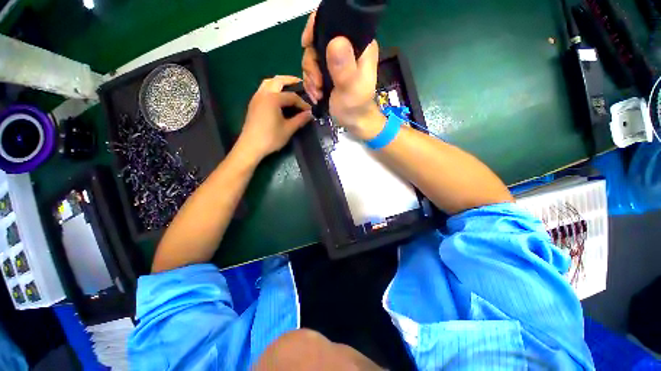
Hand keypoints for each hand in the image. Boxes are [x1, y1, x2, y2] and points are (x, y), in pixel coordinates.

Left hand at [238, 76, 311, 159]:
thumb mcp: (288, 129)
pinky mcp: (253, 103)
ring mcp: (257, 97)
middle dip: (290, 80)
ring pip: (268, 82)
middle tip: (301, 83)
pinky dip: (272, 87)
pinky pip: (264, 89)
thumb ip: (300, 119)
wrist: (250, 146)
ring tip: (289, 87)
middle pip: (278, 81)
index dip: (302, 103)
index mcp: (273, 99)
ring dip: (280, 82)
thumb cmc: (271, 138)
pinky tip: (278, 96)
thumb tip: (310, 114)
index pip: (292, 96)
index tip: (310, 110)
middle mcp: (264, 94)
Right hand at [301, 11, 384, 138]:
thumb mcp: (351, 90)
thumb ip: (344, 68)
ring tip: (317, 94)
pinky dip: (311, 83)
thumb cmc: (356, 107)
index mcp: (359, 45)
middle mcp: (347, 48)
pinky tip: (316, 95)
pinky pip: (311, 70)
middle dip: (312, 64)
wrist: (354, 122)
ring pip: (312, 57)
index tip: (307, 45)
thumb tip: (335, 41)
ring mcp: (336, 60)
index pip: (335, 21)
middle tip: (317, 84)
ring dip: (311, 78)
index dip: (316, 27)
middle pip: (318, 41)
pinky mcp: (328, 71)